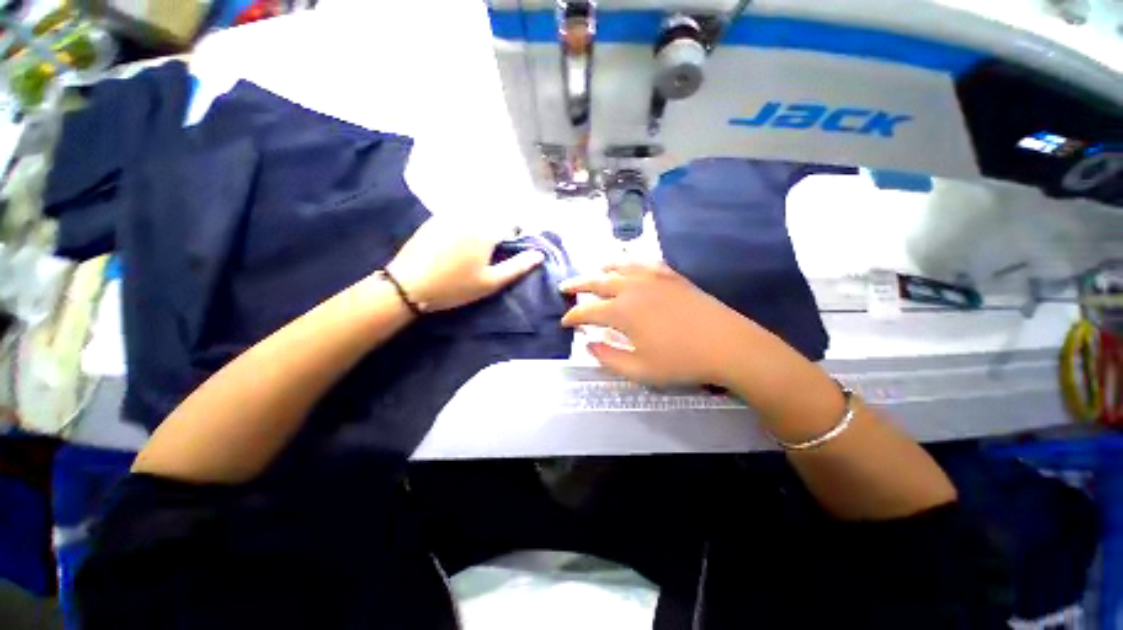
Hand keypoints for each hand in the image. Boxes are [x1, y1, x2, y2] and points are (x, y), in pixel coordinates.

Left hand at [386, 218, 543, 311]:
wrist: (409, 285)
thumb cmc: (455, 287)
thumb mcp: (491, 282)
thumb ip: (517, 267)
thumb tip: (539, 255)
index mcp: (486, 231)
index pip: (511, 223)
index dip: (515, 235)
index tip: (509, 250)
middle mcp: (470, 216)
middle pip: (494, 215)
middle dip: (498, 228)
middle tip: (491, 252)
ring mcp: (450, 215)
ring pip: (476, 213)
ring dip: (482, 225)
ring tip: (474, 250)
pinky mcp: (435, 219)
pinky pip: (459, 215)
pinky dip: (465, 224)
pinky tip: (457, 244)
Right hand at [560, 261, 753, 385]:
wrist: (728, 345)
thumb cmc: (681, 361)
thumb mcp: (640, 370)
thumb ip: (609, 357)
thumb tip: (589, 345)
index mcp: (622, 311)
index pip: (587, 312)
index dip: (572, 317)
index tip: (564, 322)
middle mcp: (632, 288)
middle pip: (597, 282)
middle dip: (577, 285)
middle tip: (565, 288)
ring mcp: (653, 278)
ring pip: (619, 266)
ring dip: (602, 269)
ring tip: (593, 269)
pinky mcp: (671, 275)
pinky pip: (644, 262)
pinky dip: (630, 261)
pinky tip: (628, 263)